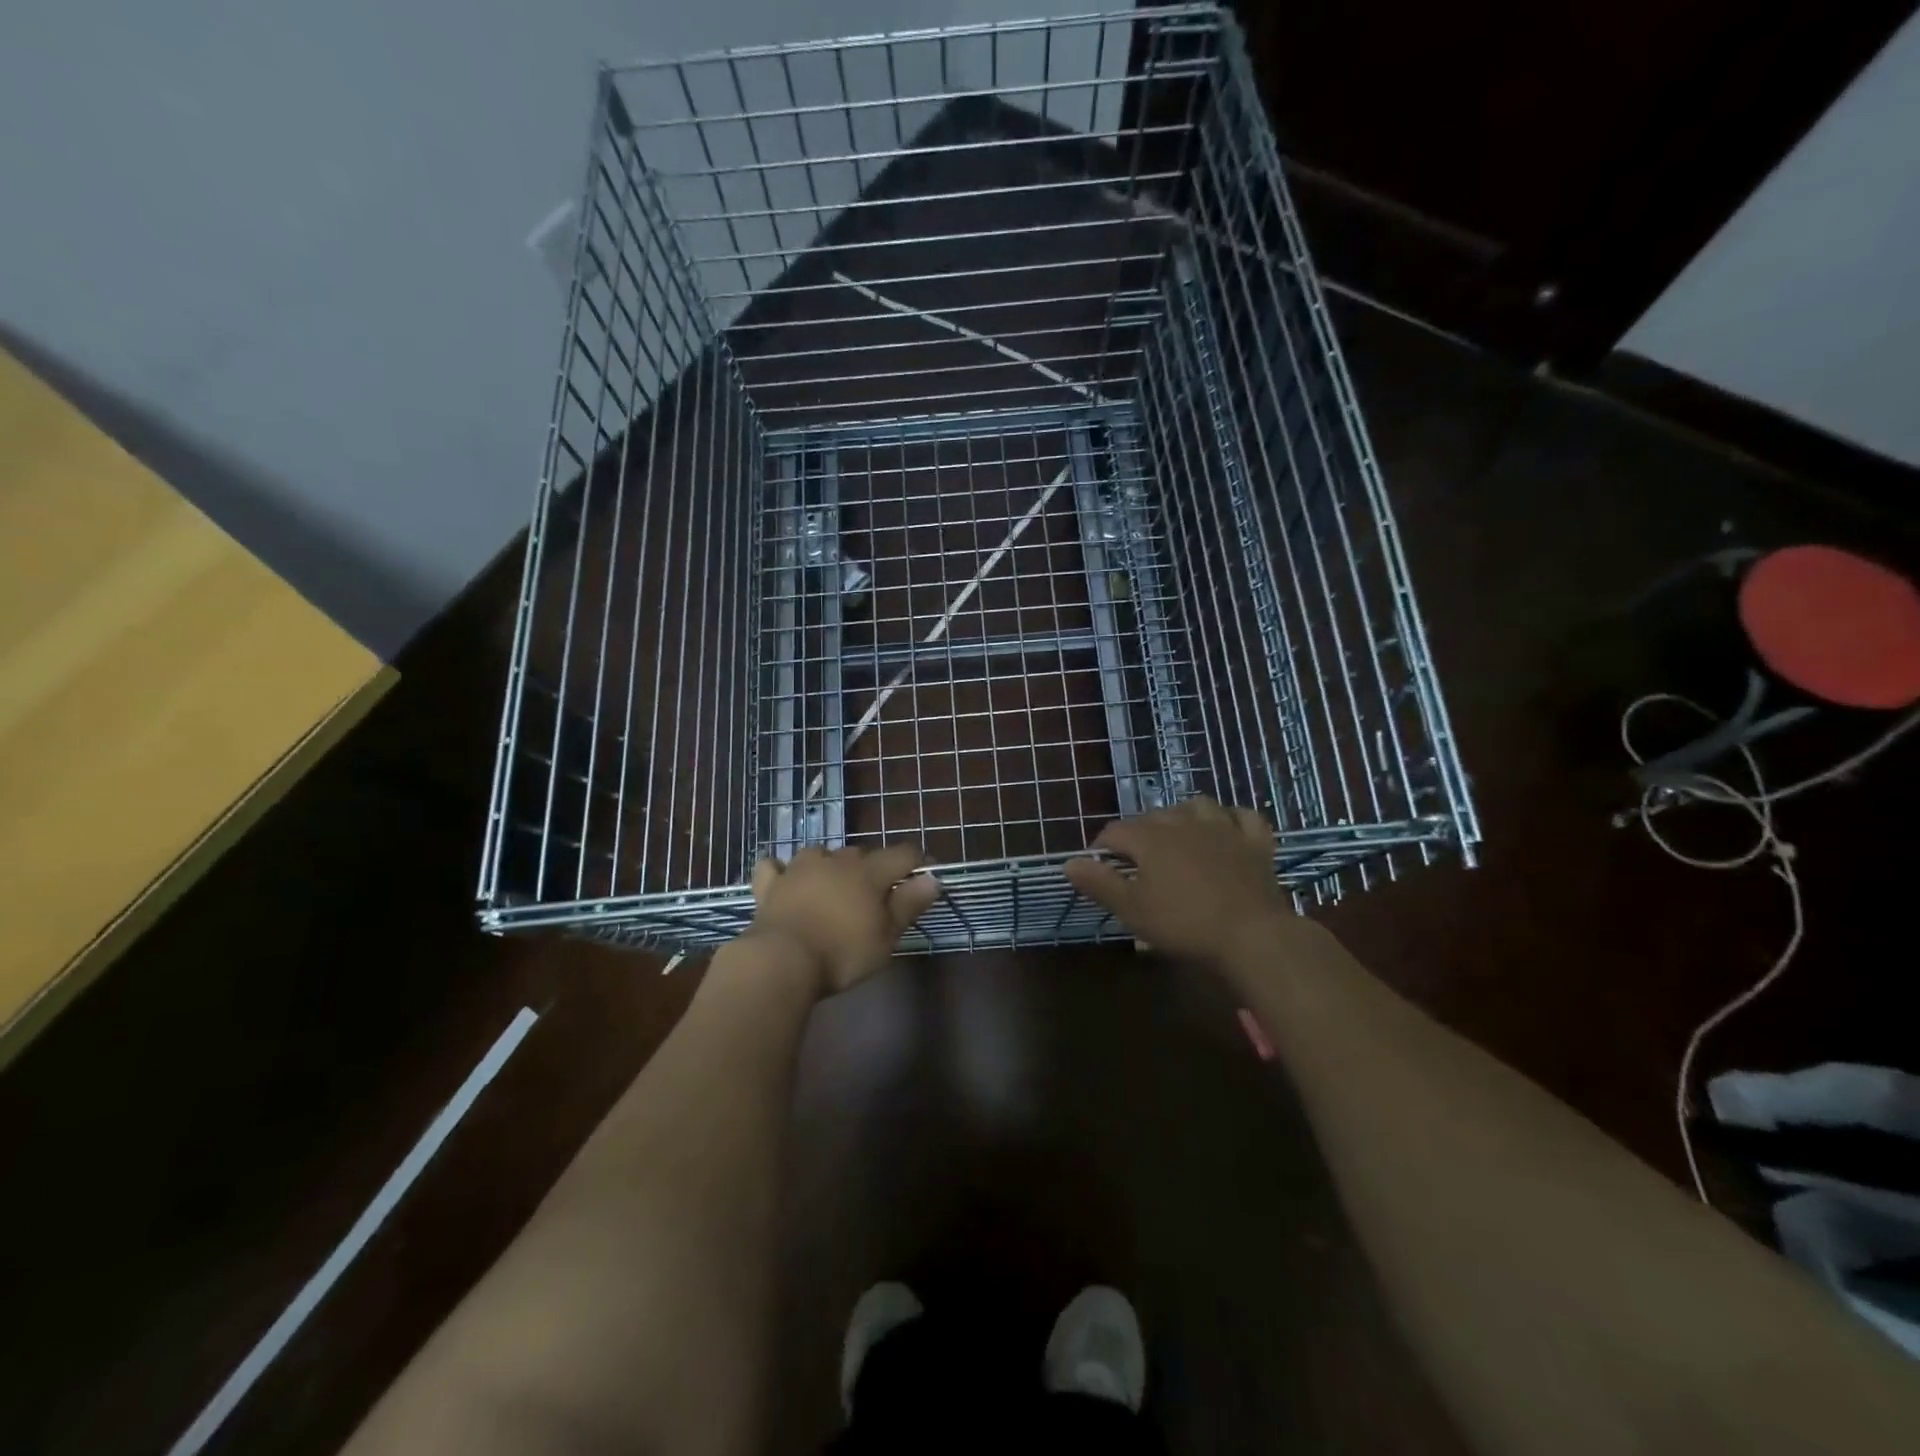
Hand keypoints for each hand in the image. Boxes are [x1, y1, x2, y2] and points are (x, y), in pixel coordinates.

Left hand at [746, 844, 940, 994]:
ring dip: (831, 864)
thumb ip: (909, 904)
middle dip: (873, 867)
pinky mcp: (771, 884)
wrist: (782, 960)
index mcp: (869, 872)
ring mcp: (800, 868)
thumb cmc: (843, 953)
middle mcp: (836, 860)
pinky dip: (783, 871)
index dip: (917, 862)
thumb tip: (933, 878)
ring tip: (833, 885)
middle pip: (862, 853)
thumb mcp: (886, 936)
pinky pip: (776, 867)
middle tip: (876, 894)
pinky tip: (785, 879)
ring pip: (821, 854)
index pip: (902, 854)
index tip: (925, 875)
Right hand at [1065, 797, 1287, 963]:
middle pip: (1153, 816)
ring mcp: (1224, 828)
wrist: (1251, 935)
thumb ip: (1099, 883)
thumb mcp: (1132, 909)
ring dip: (1182, 815)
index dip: (1102, 847)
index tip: (1099, 867)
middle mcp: (1184, 822)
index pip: (1115, 832)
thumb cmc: (1184, 924)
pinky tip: (1226, 828)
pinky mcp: (1256, 842)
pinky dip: (1231, 819)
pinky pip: (1243, 817)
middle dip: (1138, 833)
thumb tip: (1069, 862)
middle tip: (1135, 861)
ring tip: (1177, 834)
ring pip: (1197, 806)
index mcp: (1151, 837)